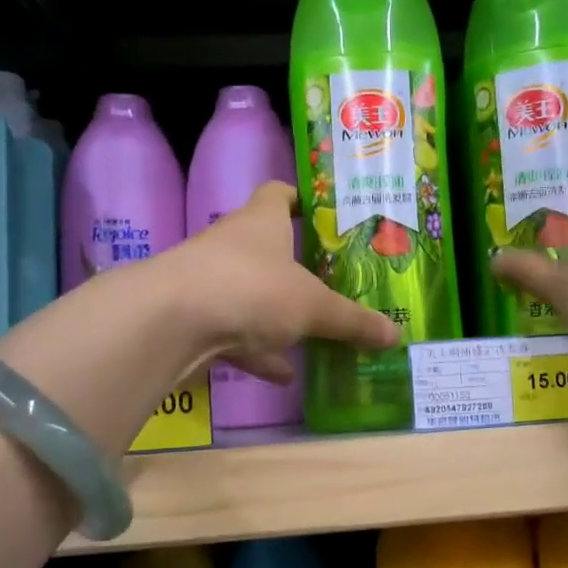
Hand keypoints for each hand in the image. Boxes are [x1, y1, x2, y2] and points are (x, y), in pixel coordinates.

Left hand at [162, 181, 399, 382]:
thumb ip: (353, 321)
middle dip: (296, 265)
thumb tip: (396, 335)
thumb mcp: (313, 306)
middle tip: (332, 282)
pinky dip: (258, 351)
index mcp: (262, 221)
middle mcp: (233, 243)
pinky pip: (235, 332)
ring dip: (278, 315)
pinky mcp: (195, 318)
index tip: (325, 215)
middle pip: (267, 247)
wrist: (171, 322)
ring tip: (314, 335)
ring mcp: (210, 281)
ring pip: (251, 293)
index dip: (301, 199)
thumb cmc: (251, 289)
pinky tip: (283, 374)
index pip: (279, 193)